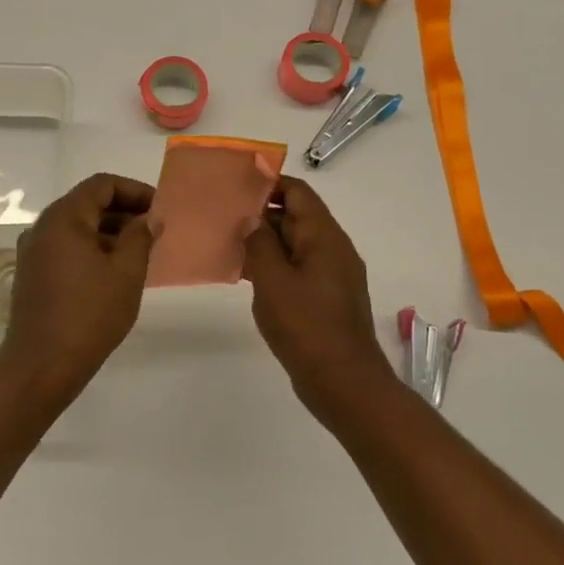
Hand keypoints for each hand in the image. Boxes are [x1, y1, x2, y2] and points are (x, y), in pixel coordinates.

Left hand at [0, 173, 155, 403]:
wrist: (42, 364)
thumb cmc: (90, 314)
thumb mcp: (126, 273)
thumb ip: (140, 237)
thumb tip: (148, 219)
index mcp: (63, 218)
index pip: (102, 185)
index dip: (135, 190)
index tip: (160, 209)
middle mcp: (42, 227)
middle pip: (86, 203)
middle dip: (123, 211)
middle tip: (154, 230)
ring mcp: (32, 251)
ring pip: (76, 227)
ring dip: (108, 231)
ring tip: (139, 251)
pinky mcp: (31, 273)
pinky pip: (65, 247)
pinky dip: (90, 249)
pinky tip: (112, 270)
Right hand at [242, 176, 400, 420]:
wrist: (342, 382)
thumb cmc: (307, 327)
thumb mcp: (274, 281)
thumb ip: (260, 244)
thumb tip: (251, 219)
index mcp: (324, 237)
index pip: (297, 192)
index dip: (268, 182)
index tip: (234, 183)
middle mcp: (331, 249)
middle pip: (295, 215)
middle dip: (259, 212)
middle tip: (220, 213)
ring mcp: (329, 274)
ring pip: (293, 244)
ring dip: (262, 240)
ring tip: (224, 240)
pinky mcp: (323, 297)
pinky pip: (295, 268)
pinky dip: (271, 264)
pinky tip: (242, 273)